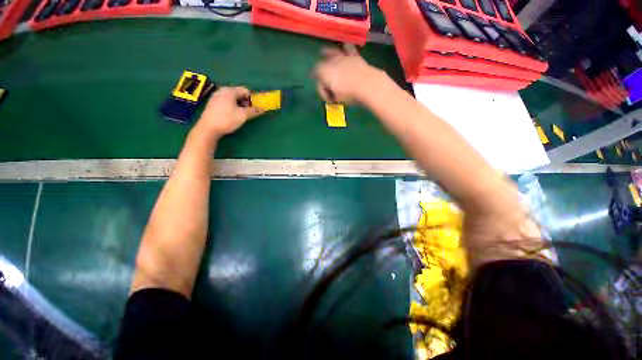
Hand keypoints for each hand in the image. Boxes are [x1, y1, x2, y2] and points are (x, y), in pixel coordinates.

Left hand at [195, 87, 264, 138]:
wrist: (208, 128)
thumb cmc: (227, 120)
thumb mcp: (243, 115)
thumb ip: (254, 111)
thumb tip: (263, 109)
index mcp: (230, 91)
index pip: (245, 90)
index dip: (252, 98)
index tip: (255, 107)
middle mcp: (222, 90)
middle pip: (238, 93)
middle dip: (245, 101)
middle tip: (249, 111)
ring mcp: (216, 96)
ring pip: (232, 97)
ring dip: (239, 104)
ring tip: (241, 114)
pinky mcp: (212, 103)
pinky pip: (226, 101)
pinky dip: (232, 105)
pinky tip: (232, 114)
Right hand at [314, 43, 383, 103]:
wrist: (367, 84)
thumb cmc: (349, 94)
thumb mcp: (337, 98)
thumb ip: (332, 95)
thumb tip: (332, 94)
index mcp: (324, 74)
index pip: (319, 82)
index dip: (322, 91)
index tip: (328, 99)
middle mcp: (330, 62)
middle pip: (321, 65)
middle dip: (320, 72)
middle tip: (321, 77)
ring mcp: (342, 57)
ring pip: (331, 52)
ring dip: (327, 53)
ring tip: (323, 52)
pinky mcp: (354, 55)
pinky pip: (348, 47)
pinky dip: (345, 46)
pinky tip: (343, 44)